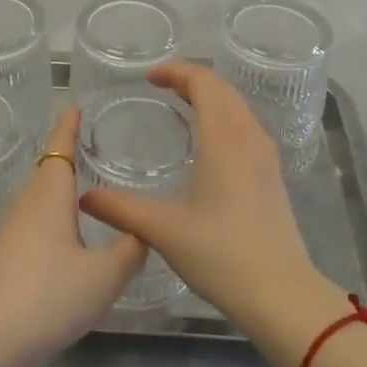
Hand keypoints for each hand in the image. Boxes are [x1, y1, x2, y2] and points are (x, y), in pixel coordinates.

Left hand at [0, 109, 145, 366]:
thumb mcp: (104, 276)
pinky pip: (33, 219)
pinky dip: (52, 212)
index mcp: (50, 194)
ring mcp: (11, 230)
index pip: (61, 146)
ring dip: (60, 186)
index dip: (70, 125)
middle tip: (96, 144)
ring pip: (40, 195)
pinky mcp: (4, 255)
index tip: (78, 105)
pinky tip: (68, 233)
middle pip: (49, 168)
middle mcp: (27, 203)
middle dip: (69, 153)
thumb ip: (130, 250)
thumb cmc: (49, 296)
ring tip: (88, 186)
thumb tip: (143, 229)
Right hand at [77, 63, 329, 345]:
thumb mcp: (162, 229)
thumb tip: (85, 197)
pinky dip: (226, 119)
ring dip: (212, 99)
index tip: (150, 78)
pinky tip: (211, 145)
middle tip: (162, 88)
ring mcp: (266, 157)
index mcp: (224, 137)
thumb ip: (120, 209)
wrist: (281, 294)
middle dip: (192, 81)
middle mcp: (249, 137)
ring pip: (239, 108)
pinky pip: (247, 128)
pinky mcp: (273, 177)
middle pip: (223, 90)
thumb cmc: (221, 253)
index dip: (177, 72)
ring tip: (184, 108)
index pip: (204, 82)